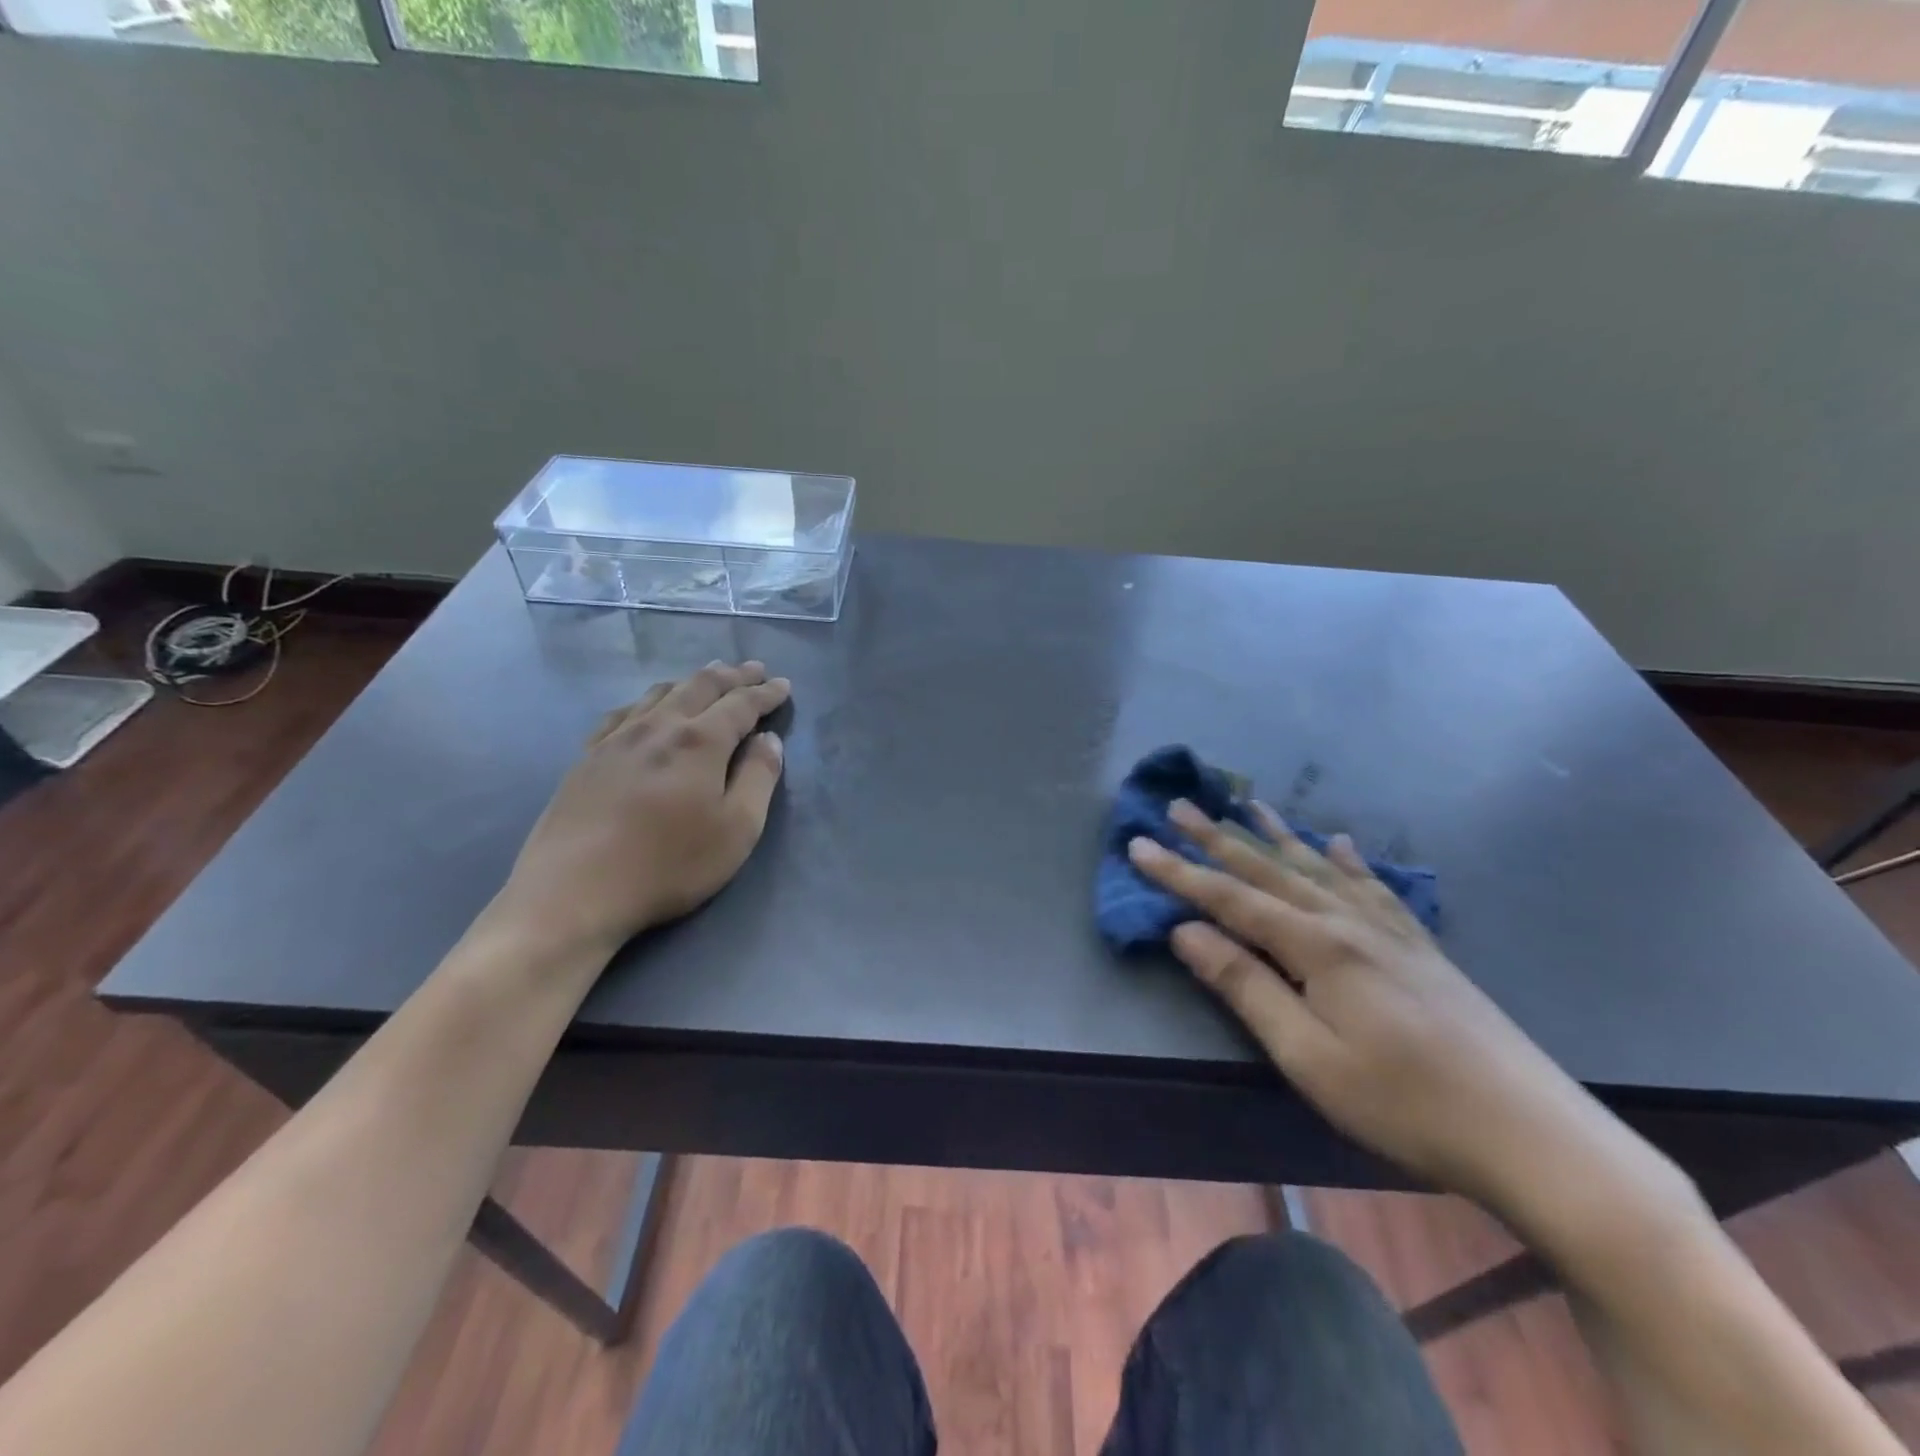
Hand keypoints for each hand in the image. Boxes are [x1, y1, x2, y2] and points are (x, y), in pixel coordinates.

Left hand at [492, 661, 790, 959]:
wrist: (574, 892)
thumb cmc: (668, 865)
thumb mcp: (736, 829)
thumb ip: (758, 778)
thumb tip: (768, 740)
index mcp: (700, 741)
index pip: (741, 705)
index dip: (765, 693)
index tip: (783, 684)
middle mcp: (658, 727)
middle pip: (700, 687)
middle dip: (731, 676)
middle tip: (752, 669)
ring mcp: (616, 739)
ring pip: (660, 693)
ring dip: (691, 681)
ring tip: (708, 677)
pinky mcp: (587, 758)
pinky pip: (622, 713)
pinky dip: (647, 701)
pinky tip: (646, 708)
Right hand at [1128, 800, 1649, 1218]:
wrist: (1532, 1133)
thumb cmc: (1404, 1102)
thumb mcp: (1308, 1055)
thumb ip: (1245, 985)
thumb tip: (1184, 932)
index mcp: (1316, 945)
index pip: (1229, 898)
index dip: (1180, 872)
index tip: (1138, 844)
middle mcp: (1347, 921)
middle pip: (1268, 870)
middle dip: (1218, 838)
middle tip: (1179, 805)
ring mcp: (1388, 929)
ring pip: (1316, 868)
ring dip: (1274, 836)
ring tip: (1247, 805)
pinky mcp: (1418, 946)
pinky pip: (1371, 885)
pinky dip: (1346, 860)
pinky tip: (1337, 843)